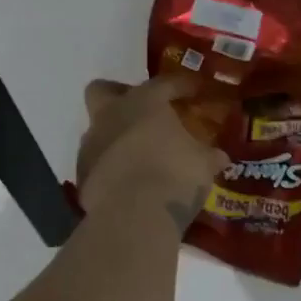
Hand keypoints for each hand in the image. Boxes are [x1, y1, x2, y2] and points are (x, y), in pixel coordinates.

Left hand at [76, 76, 229, 229]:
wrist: (133, 216)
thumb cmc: (175, 175)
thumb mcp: (203, 164)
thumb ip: (208, 155)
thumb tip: (219, 156)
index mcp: (144, 102)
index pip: (164, 83)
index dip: (182, 85)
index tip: (195, 90)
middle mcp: (112, 115)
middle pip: (103, 90)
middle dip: (119, 96)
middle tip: (141, 111)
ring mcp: (92, 145)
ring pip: (98, 128)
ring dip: (115, 136)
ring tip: (138, 154)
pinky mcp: (82, 176)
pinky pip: (97, 162)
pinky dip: (110, 167)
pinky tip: (128, 181)